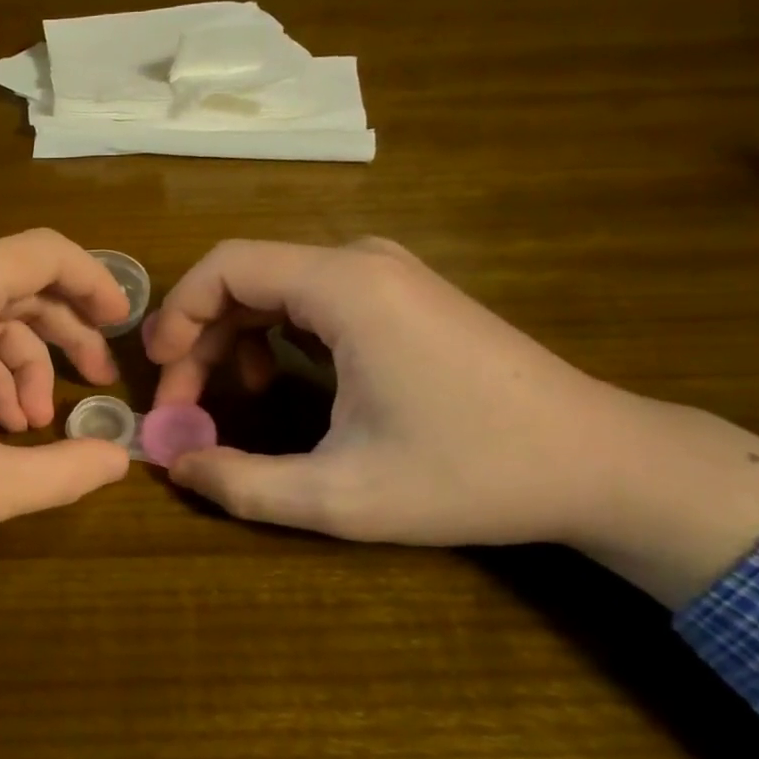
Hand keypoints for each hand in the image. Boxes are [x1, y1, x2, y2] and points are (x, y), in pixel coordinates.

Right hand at [144, 238, 758, 607]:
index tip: (159, 374)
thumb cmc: (470, 474)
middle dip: (199, 336)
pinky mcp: (402, 295)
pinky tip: (278, 382)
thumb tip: (174, 465)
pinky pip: (310, 297)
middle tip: (184, 402)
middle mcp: (361, 262)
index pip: (225, 265)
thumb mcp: (341, 496)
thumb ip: (242, 484)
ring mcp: (387, 274)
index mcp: (344, 288)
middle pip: (245, 276)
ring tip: (228, 398)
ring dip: (234, 337)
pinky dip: (274, 334)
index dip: (176, 314)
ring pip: (274, 286)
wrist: (600, 462)